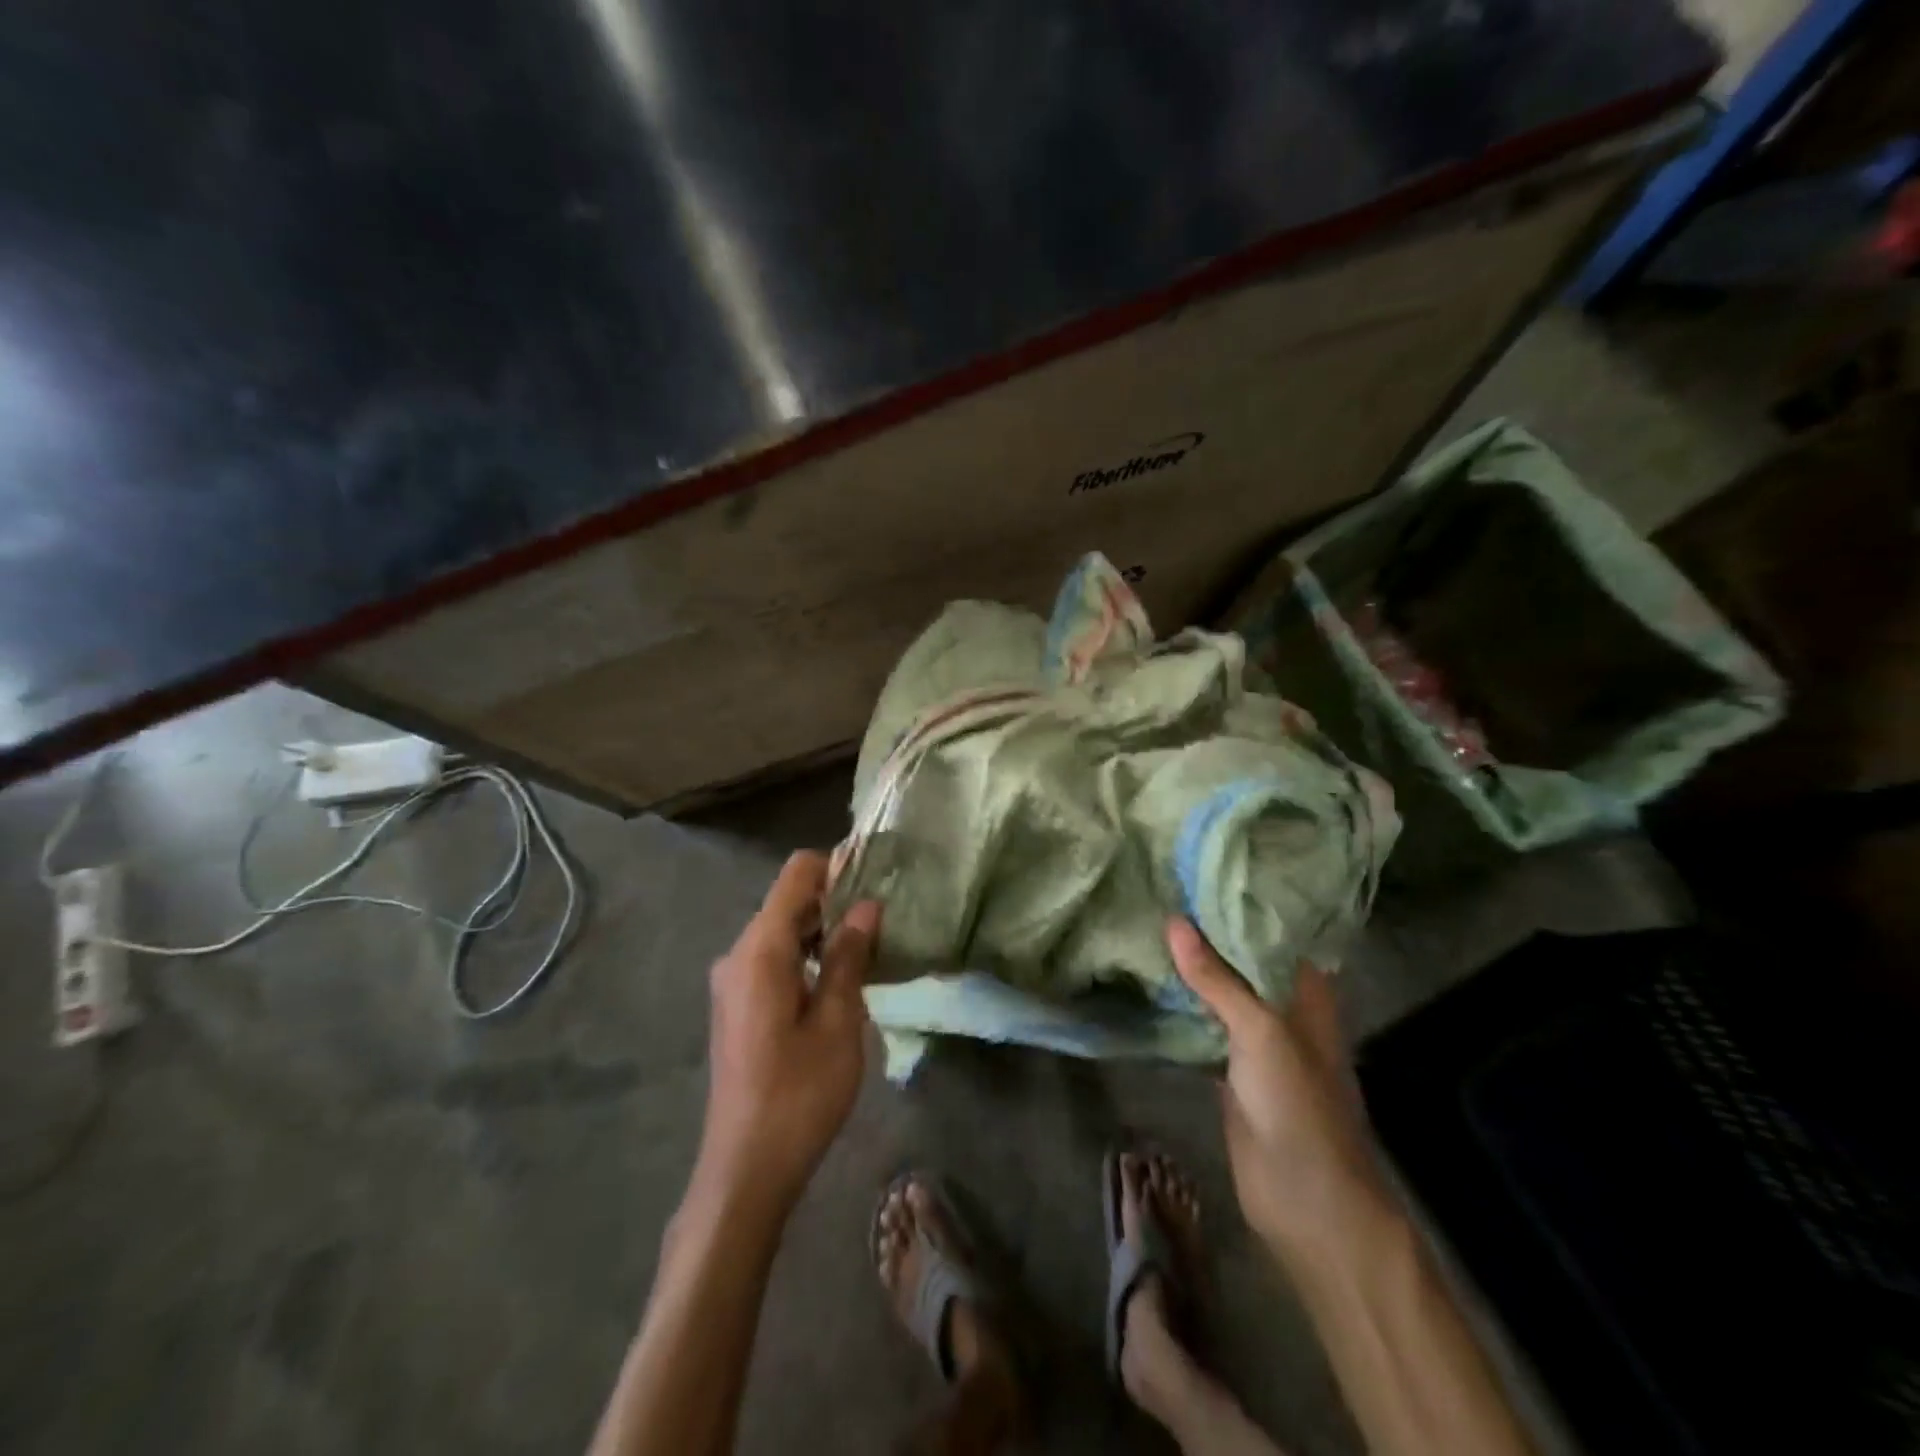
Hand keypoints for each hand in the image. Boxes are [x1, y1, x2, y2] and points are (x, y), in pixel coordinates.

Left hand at [697, 852, 879, 1217]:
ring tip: (870, 949)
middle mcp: (738, 955)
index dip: (836, 866)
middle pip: (788, 902)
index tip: (877, 878)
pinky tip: (839, 980)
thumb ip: (850, 957)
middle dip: (835, 901)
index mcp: (760, 950)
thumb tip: (867, 906)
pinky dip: (807, 956)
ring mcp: (732, 981)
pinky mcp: (736, 1005)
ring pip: (782, 931)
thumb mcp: (838, 1022)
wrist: (745, 1169)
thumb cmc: (799, 1094)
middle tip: (884, 919)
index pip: (796, 875)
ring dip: (824, 931)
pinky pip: (773, 959)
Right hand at [1167, 918, 1389, 1260]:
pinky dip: (1178, 1001)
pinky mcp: (1228, 1063)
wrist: (1305, 1200)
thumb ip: (1217, 978)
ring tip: (1145, 917)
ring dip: (1188, 963)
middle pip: (1239, 955)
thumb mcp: (1261, 1031)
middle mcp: (1280, 1003)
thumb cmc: (1298, 1105)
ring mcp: (1253, 1035)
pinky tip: (1146, 975)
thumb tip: (1173, 920)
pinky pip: (1200, 1021)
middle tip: (1158, 885)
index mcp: (1304, 988)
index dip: (1239, 897)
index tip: (1196, 865)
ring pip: (1217, 987)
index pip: (1271, 927)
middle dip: (1204, 927)